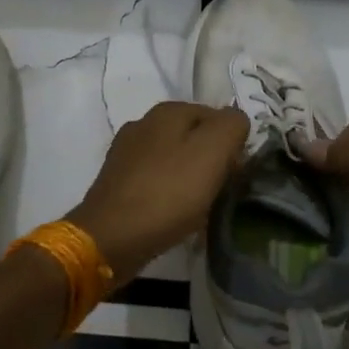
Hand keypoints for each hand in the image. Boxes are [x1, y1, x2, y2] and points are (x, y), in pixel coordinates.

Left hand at [67, 102, 248, 279]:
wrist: (112, 237)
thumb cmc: (168, 192)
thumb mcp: (213, 151)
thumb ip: (231, 126)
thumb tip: (235, 121)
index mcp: (167, 111)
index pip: (215, 115)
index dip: (231, 142)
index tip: (236, 173)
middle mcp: (143, 124)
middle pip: (193, 138)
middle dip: (212, 161)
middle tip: (222, 191)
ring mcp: (126, 154)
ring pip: (174, 160)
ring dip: (191, 180)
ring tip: (201, 208)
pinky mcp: (117, 182)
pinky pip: (156, 182)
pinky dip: (170, 196)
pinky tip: (175, 216)